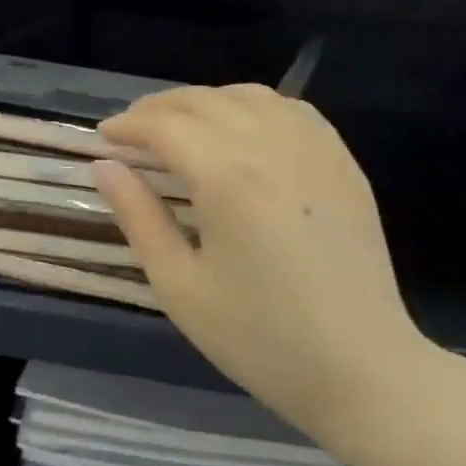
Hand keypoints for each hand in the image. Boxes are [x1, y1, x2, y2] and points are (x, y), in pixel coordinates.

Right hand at [94, 86, 449, 465]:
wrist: (362, 369)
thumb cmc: (260, 337)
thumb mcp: (179, 286)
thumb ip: (138, 217)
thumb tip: (104, 167)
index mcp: (227, 177)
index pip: (165, 126)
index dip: (128, 125)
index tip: (103, 137)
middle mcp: (271, 145)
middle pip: (203, 101)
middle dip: (158, 108)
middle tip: (131, 131)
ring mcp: (315, 149)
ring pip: (249, 96)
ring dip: (205, 101)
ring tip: (181, 126)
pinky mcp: (343, 162)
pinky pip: (292, 110)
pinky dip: (254, 107)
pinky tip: (242, 130)